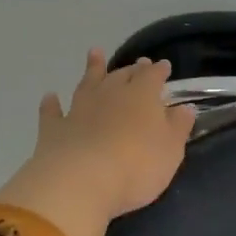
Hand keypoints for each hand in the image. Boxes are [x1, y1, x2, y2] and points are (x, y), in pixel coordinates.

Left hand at [0, 50, 195, 235]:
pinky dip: (51, 104)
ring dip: (92, 69)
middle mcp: (109, 95)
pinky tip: (50, 97)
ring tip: (94, 54)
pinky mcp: (54, 129)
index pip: (153, 77)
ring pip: (87, 83)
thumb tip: (184, 108)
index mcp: (141, 96)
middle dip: (131, 69)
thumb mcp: (171, 150)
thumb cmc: (137, 166)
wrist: (81, 182)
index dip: (159, 71)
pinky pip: (52, 112)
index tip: (164, 66)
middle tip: (137, 63)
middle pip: (121, 76)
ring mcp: (79, 110)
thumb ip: (178, 127)